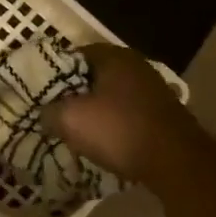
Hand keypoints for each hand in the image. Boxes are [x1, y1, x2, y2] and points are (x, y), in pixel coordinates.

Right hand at [42, 43, 191, 183]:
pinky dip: (112, 123)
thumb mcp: (69, 119)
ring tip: (75, 129)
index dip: (54, 73)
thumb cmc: (118, 130)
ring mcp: (153, 90)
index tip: (40, 93)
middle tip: (54, 111)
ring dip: (93, 110)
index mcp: (114, 57)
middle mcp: (137, 66)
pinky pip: (126, 113)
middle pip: (94, 76)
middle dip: (73, 93)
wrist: (175, 161)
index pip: (74, 55)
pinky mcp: (161, 114)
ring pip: (111, 95)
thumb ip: (49, 111)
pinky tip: (102, 140)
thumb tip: (46, 112)